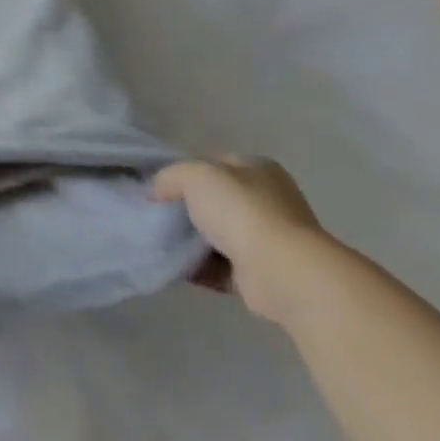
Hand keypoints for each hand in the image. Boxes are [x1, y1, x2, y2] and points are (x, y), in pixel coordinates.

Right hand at [152, 157, 336, 324]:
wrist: (283, 274)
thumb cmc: (241, 210)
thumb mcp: (193, 175)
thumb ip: (169, 177)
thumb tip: (156, 192)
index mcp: (258, 169)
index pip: (215, 164)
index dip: (186, 173)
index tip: (161, 187)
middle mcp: (268, 201)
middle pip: (215, 202)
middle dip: (187, 209)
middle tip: (157, 215)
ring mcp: (269, 241)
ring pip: (218, 236)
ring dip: (192, 241)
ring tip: (160, 242)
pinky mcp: (263, 276)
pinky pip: (222, 268)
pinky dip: (200, 268)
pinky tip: (175, 266)